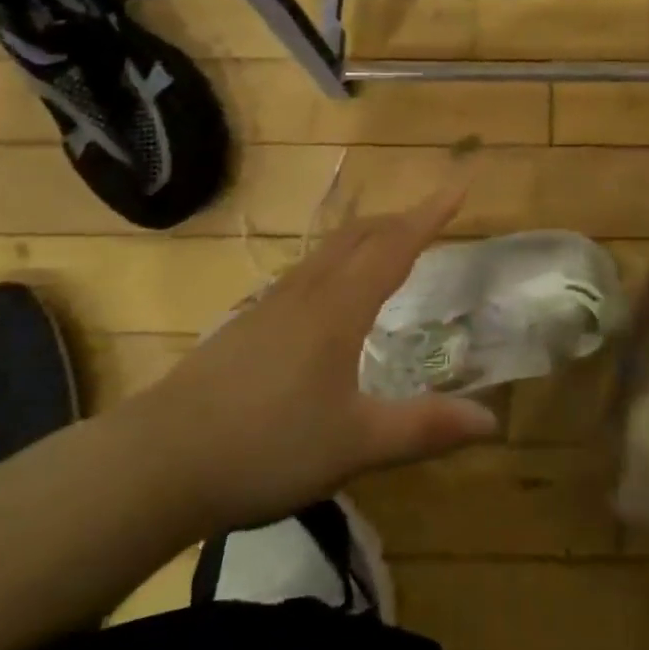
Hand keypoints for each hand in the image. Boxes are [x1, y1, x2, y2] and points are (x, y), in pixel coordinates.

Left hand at [119, 188, 499, 530]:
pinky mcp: (245, 327)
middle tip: (430, 219)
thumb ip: (424, 428)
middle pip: (359, 237)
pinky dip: (335, 264)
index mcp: (339, 309)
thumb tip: (492, 420)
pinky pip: (305, 275)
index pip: (396, 247)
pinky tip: (328, 298)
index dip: (431, 215)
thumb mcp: (356, 444)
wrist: (156, 463)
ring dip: (365, 238)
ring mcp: (270, 306)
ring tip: (386, 248)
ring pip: (327, 253)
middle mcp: (307, 294)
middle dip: (399, 220)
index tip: (459, 186)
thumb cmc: (266, 446)